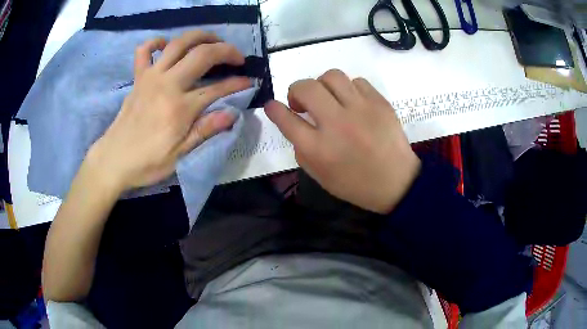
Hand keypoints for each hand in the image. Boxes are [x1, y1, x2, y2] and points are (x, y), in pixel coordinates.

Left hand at [87, 31, 250, 192]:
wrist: (113, 161)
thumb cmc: (146, 163)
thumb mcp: (178, 156)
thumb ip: (204, 131)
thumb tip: (232, 114)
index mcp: (179, 108)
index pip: (217, 88)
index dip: (237, 83)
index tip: (250, 81)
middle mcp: (167, 84)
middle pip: (202, 54)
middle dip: (225, 50)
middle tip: (236, 57)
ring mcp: (150, 77)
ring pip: (178, 43)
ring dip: (200, 37)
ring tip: (212, 41)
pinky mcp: (138, 79)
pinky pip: (144, 51)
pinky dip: (156, 42)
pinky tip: (166, 45)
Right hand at [264, 70, 419, 213]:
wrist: (396, 182)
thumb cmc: (355, 184)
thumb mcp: (319, 175)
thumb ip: (301, 148)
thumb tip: (294, 121)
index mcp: (318, 149)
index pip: (286, 119)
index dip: (274, 109)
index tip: (272, 106)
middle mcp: (337, 124)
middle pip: (306, 88)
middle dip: (295, 91)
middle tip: (302, 103)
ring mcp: (361, 110)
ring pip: (332, 76)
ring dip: (322, 85)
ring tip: (328, 98)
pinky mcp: (380, 102)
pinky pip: (356, 81)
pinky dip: (348, 89)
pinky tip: (352, 102)